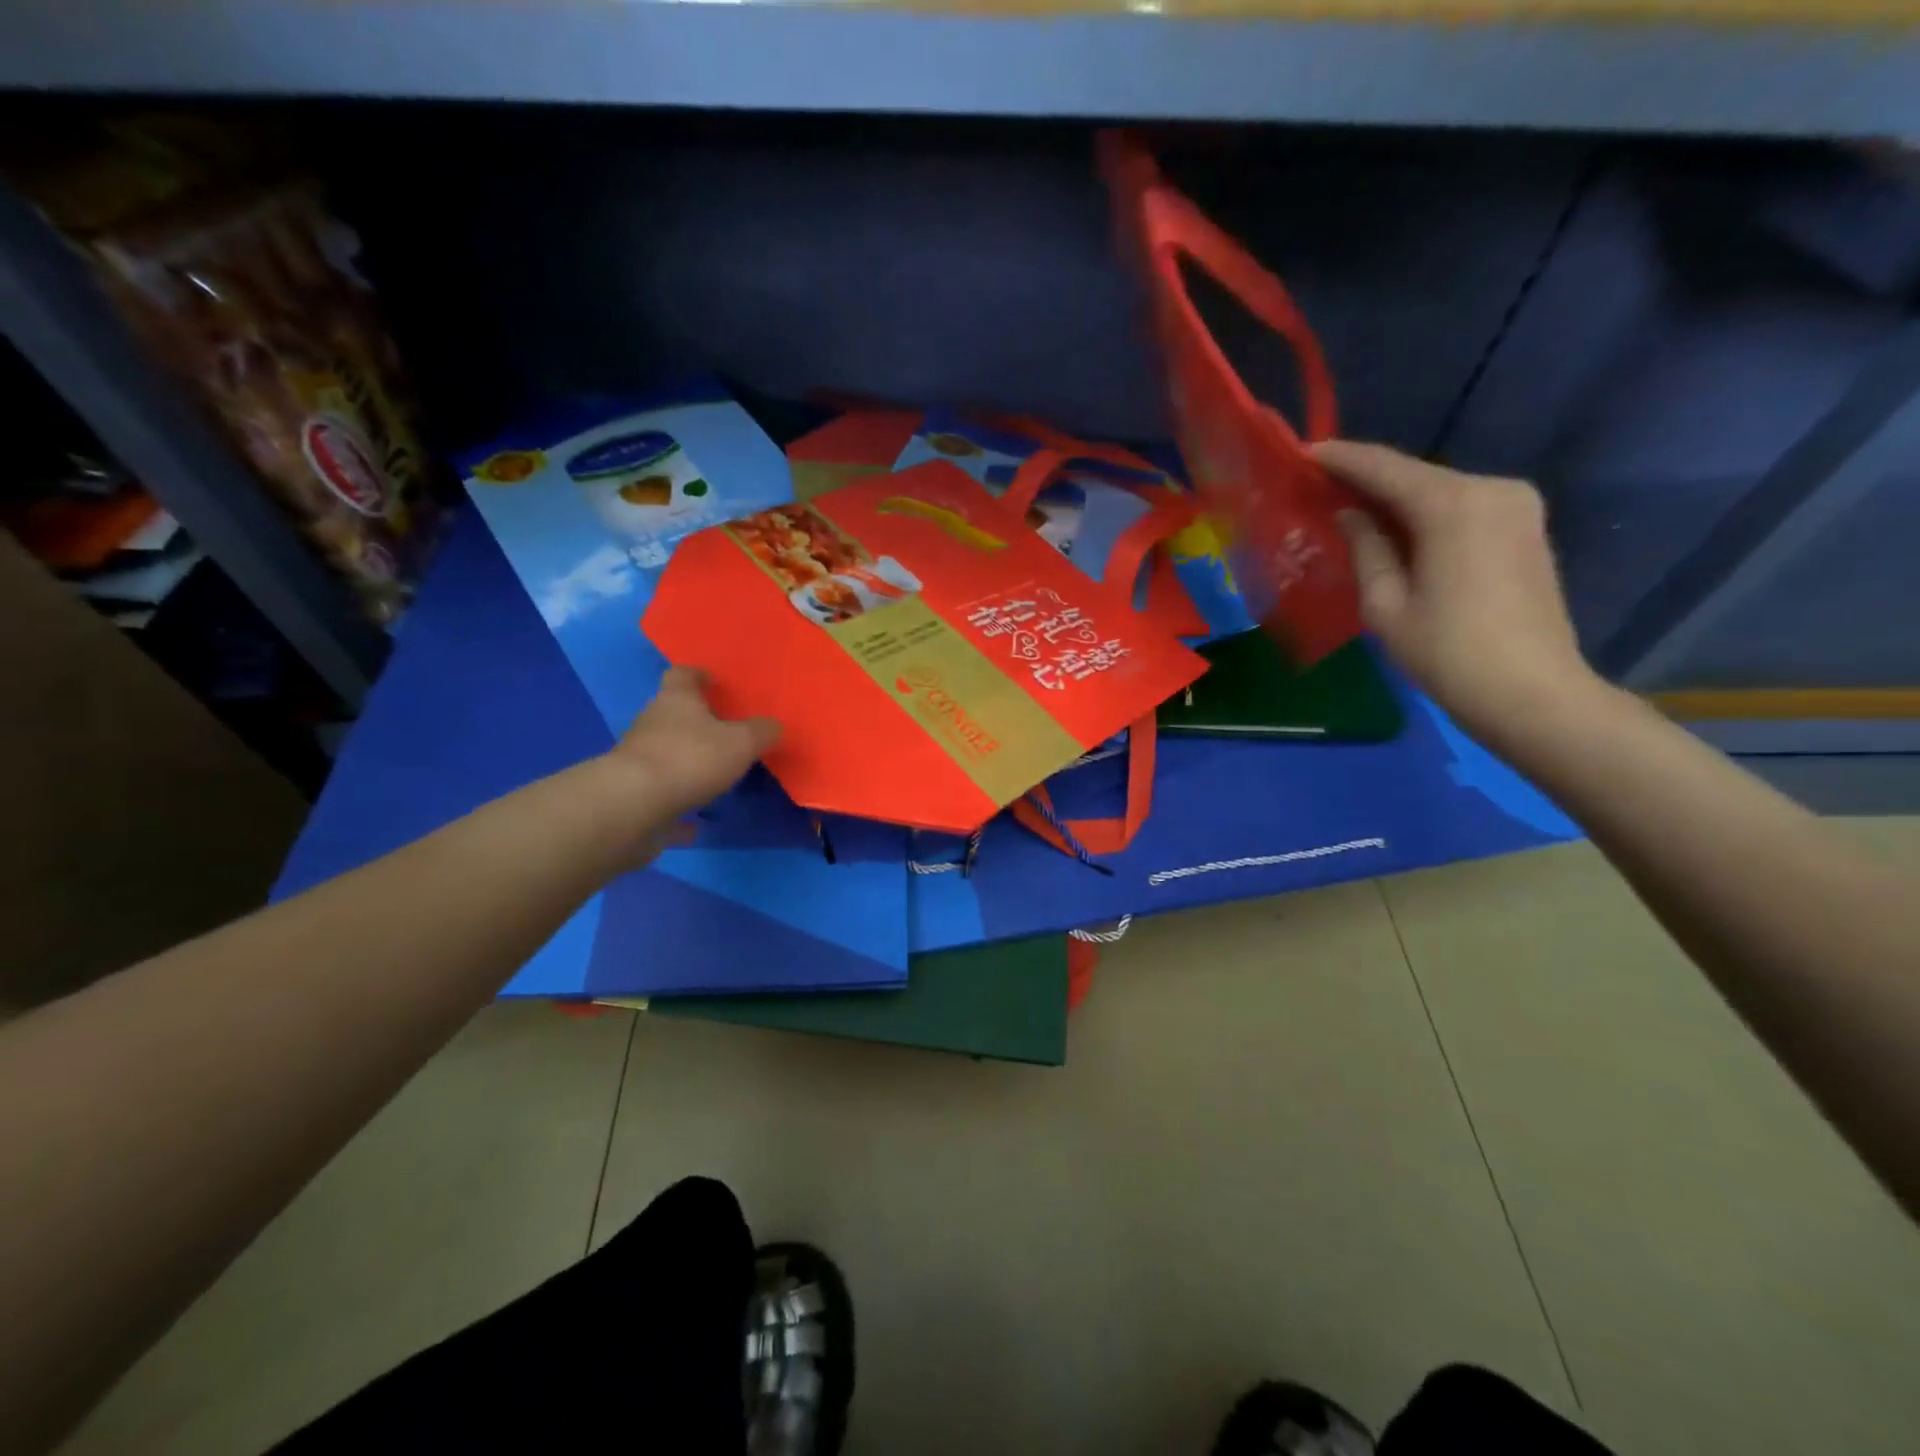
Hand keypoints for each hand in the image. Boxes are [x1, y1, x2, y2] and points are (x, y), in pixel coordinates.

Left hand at [608, 667, 778, 821]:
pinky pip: (663, 797)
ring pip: (666, 754)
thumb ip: (761, 732)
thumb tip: (774, 726)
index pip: (683, 675)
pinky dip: (679, 804)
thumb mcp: (741, 742)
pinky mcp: (635, 796)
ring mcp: (639, 760)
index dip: (699, 676)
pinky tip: (697, 822)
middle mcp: (652, 724)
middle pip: (673, 714)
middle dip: (696, 722)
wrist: (634, 806)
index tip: (715, 683)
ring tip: (717, 776)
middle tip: (727, 732)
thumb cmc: (691, 759)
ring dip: (687, 762)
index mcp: (676, 700)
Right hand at [1313, 440, 1601, 740]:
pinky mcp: (1525, 527)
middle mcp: (1491, 488)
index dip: (1339, 459)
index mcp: (1453, 504)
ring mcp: (1517, 505)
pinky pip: (1461, 507)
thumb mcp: (1385, 603)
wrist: (1531, 692)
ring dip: (1394, 498)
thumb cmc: (1446, 652)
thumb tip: (1350, 514)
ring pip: (1438, 490)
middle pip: (1415, 475)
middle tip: (1319, 486)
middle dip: (1366, 480)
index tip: (1302, 453)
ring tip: (1348, 509)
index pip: (1384, 468)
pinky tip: (1395, 529)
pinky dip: (1424, 513)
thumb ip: (1365, 547)